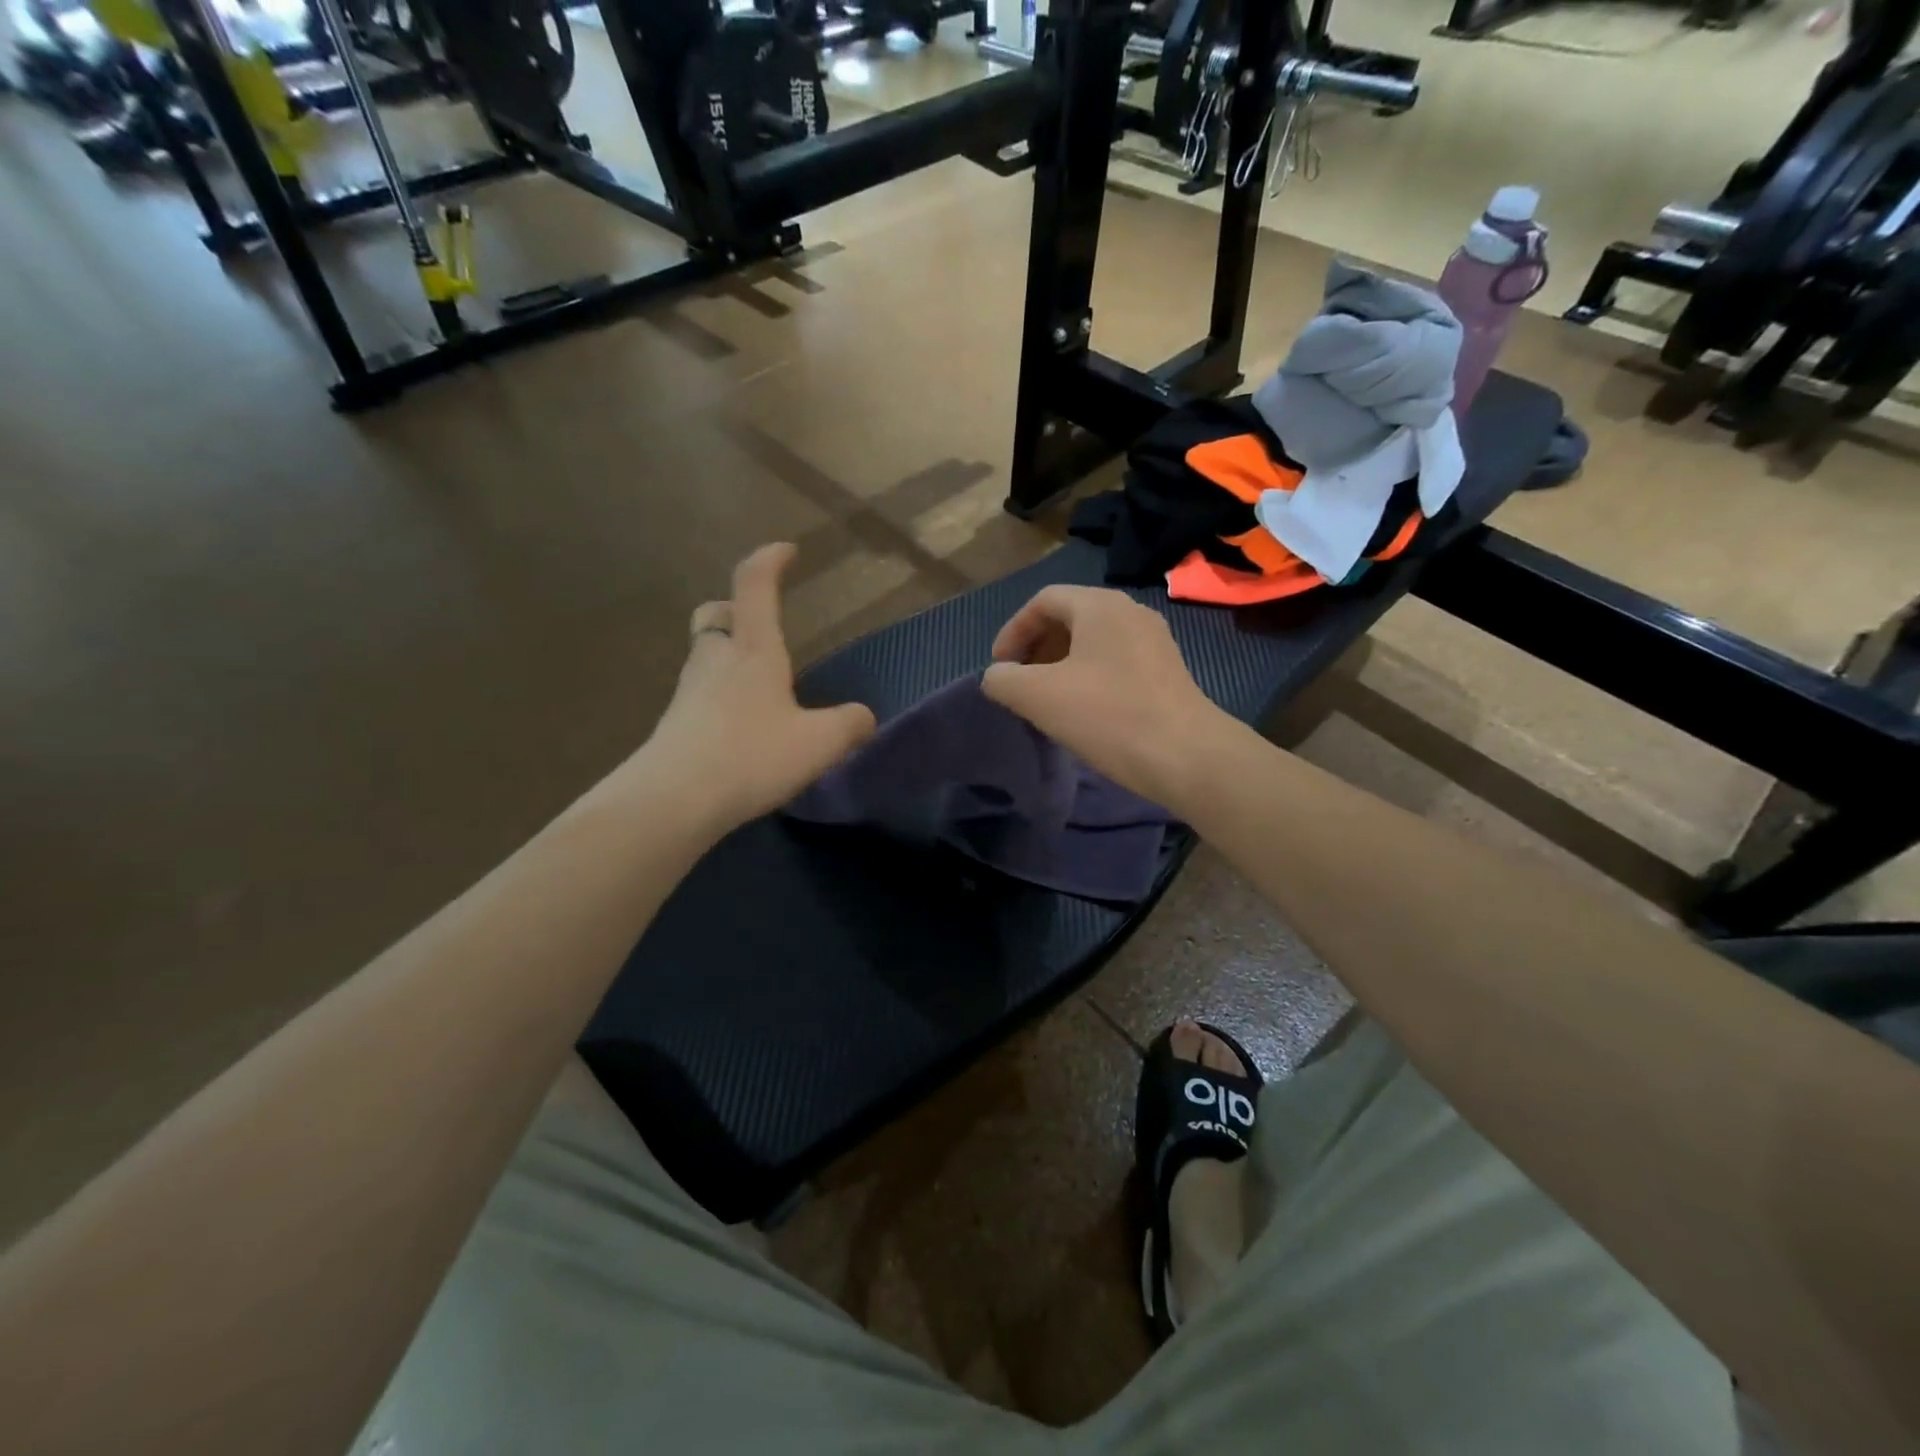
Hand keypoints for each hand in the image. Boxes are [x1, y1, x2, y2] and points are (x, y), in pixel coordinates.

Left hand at [641, 544, 875, 830]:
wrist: (674, 799)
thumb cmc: (751, 755)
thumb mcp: (818, 743)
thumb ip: (849, 725)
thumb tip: (865, 718)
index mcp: (753, 650)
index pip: (754, 585)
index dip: (769, 560)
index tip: (787, 550)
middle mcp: (715, 660)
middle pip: (716, 616)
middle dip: (736, 611)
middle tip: (761, 629)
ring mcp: (689, 691)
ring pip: (705, 655)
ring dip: (728, 657)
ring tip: (761, 687)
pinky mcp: (675, 724)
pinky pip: (700, 694)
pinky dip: (721, 697)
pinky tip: (742, 728)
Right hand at [982, 586, 1220, 807]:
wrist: (1187, 756)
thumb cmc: (1108, 716)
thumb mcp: (1038, 697)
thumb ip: (1003, 679)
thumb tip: (998, 676)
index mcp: (1099, 605)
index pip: (1042, 601)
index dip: (1013, 631)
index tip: (1000, 668)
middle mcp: (1130, 612)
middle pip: (1069, 617)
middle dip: (1037, 647)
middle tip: (1020, 683)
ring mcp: (1154, 641)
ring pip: (1093, 641)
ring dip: (1061, 664)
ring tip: (1047, 700)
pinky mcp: (1167, 670)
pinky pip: (1115, 661)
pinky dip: (1088, 676)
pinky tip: (1083, 711)